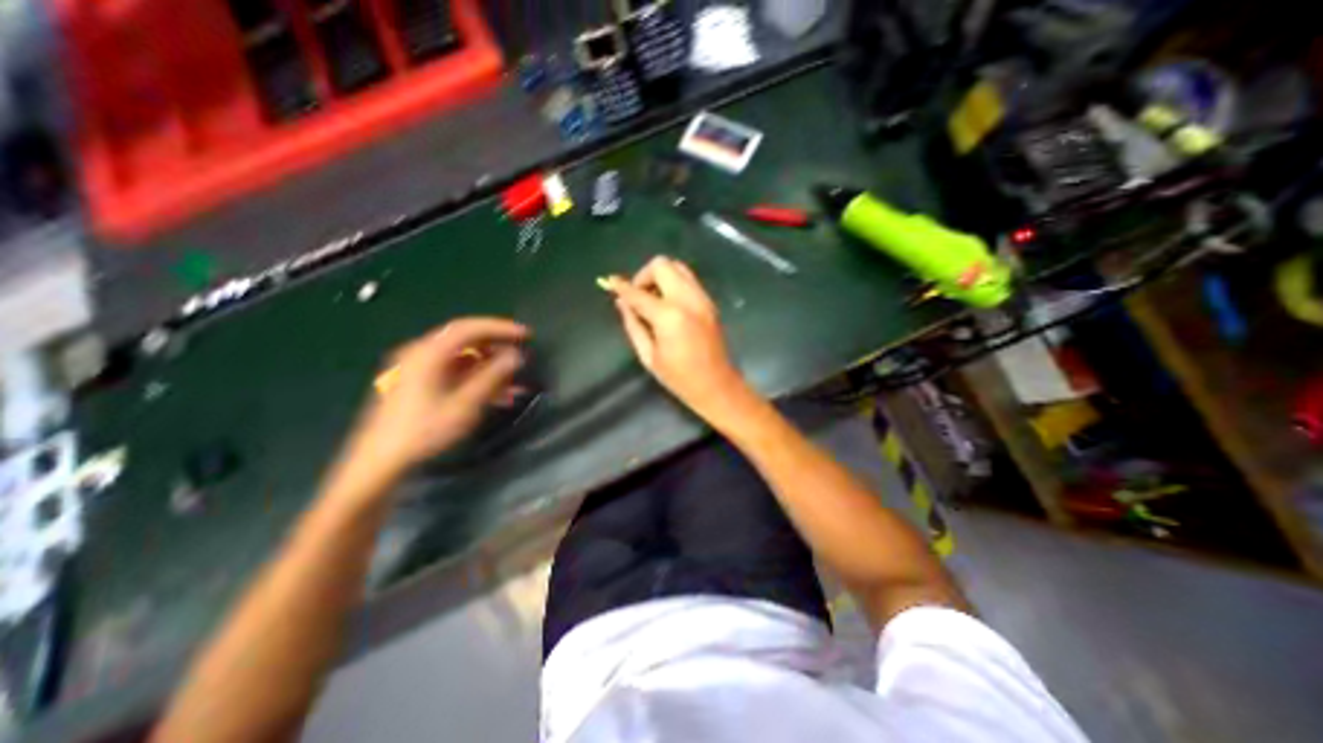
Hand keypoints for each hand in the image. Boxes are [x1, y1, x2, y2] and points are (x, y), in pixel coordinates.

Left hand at [336, 316, 529, 479]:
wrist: (380, 462)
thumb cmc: (423, 431)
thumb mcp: (464, 405)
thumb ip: (492, 377)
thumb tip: (515, 356)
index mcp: (428, 353)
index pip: (469, 328)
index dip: (500, 328)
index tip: (526, 335)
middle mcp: (420, 353)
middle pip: (465, 339)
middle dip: (497, 346)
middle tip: (522, 354)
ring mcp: (417, 368)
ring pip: (462, 357)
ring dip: (490, 365)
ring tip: (514, 380)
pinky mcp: (417, 382)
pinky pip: (454, 371)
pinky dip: (476, 377)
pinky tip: (496, 394)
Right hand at [606, 259, 754, 425]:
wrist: (717, 385)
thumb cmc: (679, 378)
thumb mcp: (649, 356)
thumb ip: (633, 325)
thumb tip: (622, 303)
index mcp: (670, 316)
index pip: (639, 293)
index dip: (621, 286)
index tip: (610, 282)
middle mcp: (688, 299)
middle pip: (662, 265)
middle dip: (644, 276)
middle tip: (638, 297)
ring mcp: (702, 298)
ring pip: (678, 267)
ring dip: (660, 277)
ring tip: (653, 300)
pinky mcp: (710, 302)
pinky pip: (688, 280)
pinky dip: (673, 283)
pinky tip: (668, 305)